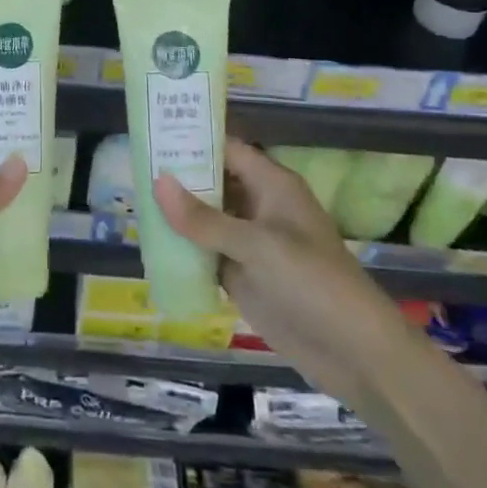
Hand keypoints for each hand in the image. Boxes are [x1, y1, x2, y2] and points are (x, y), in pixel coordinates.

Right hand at [154, 141, 378, 376]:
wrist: (354, 353)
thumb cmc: (312, 282)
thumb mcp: (257, 245)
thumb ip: (204, 218)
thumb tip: (157, 181)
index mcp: (271, 184)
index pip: (226, 149)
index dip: (193, 140)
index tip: (152, 134)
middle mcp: (259, 207)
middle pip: (213, 182)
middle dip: (178, 178)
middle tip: (133, 167)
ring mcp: (250, 243)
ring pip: (206, 219)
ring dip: (177, 214)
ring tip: (132, 201)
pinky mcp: (243, 276)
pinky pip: (206, 253)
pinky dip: (183, 249)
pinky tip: (150, 244)